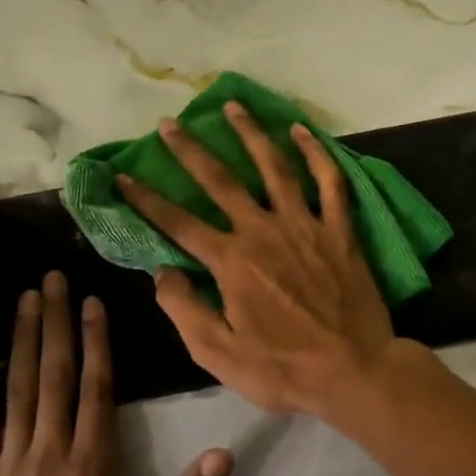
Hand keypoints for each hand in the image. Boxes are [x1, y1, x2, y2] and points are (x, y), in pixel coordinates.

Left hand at [0, 271, 231, 475]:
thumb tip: (224, 455)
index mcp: (92, 465)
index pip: (96, 388)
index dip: (96, 342)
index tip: (93, 303)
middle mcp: (50, 451)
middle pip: (54, 375)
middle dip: (55, 322)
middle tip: (53, 278)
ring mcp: (11, 463)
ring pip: (17, 389)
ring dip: (22, 340)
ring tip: (26, 298)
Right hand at [115, 102, 401, 418]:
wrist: (354, 370)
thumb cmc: (284, 369)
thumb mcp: (219, 354)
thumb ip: (185, 310)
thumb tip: (161, 272)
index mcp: (231, 262)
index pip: (178, 223)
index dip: (146, 200)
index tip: (121, 176)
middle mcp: (264, 231)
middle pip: (221, 181)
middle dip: (191, 150)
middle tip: (169, 123)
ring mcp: (305, 226)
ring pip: (275, 167)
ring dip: (251, 134)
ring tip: (233, 106)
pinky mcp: (340, 230)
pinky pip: (330, 182)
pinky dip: (317, 154)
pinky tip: (302, 132)